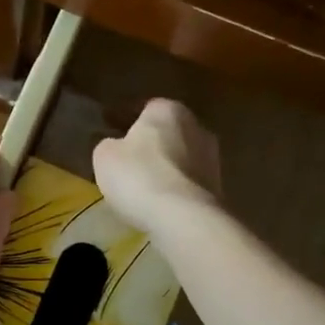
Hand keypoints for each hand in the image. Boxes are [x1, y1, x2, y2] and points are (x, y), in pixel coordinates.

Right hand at [91, 98, 221, 232]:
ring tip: (143, 184)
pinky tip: (159, 201)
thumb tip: (115, 146)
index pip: (145, 107)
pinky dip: (174, 188)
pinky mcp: (218, 188)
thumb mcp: (105, 156)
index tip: (110, 129)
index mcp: (168, 110)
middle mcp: (196, 127)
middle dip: (150, 142)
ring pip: (181, 157)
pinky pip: (187, 182)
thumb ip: (108, 144)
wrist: (184, 218)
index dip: (125, 118)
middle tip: (128, 157)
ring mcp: (213, 159)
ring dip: (165, 167)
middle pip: (168, 131)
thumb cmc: (139, 176)